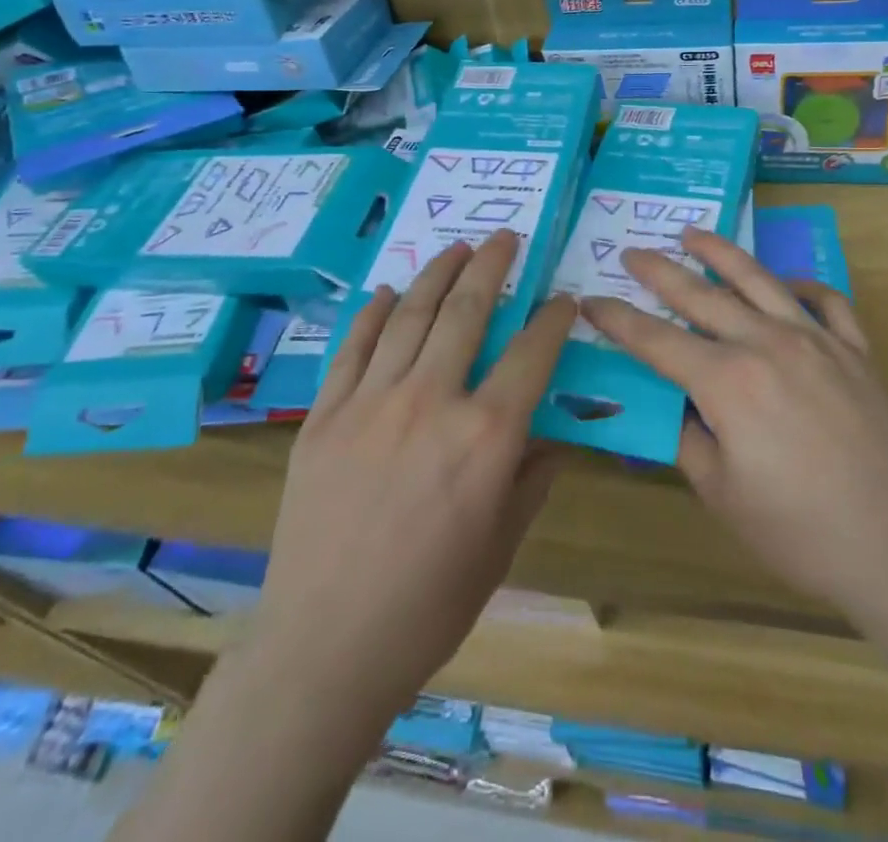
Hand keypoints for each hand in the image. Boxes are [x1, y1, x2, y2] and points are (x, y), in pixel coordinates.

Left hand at [250, 231, 573, 731]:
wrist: (325, 649)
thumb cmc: (428, 606)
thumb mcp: (500, 545)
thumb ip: (531, 478)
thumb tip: (553, 435)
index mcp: (485, 437)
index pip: (532, 353)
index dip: (553, 318)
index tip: (564, 298)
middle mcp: (430, 402)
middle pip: (467, 311)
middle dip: (491, 266)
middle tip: (505, 239)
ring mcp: (370, 402)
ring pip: (410, 316)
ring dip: (437, 274)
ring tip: (456, 248)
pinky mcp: (323, 415)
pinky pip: (352, 347)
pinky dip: (373, 314)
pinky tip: (389, 292)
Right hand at [583, 229, 887, 635]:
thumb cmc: (798, 530)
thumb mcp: (721, 493)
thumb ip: (688, 438)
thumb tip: (673, 405)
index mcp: (727, 381)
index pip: (656, 340)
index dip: (618, 319)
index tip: (591, 301)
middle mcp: (767, 344)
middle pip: (701, 295)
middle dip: (660, 272)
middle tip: (632, 253)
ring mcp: (816, 341)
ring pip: (759, 281)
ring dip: (720, 254)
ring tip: (692, 234)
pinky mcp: (855, 351)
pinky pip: (827, 302)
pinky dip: (802, 285)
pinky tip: (787, 284)